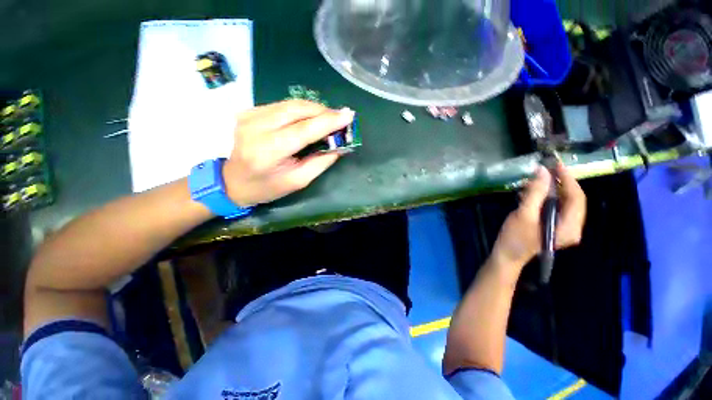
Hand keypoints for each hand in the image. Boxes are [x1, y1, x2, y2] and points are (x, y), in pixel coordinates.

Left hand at [222, 100, 354, 206]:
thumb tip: (338, 146)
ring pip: (290, 103)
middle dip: (323, 111)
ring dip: (313, 109)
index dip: (328, 121)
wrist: (233, 181)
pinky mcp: (249, 111)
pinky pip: (282, 105)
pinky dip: (300, 110)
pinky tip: (308, 118)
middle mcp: (256, 127)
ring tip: (328, 118)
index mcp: (268, 151)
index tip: (348, 115)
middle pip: (297, 109)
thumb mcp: (298, 181)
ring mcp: (249, 116)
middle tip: (340, 117)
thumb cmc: (267, 187)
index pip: (303, 130)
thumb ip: (320, 163)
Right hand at [490, 163, 586, 279]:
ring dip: (551, 190)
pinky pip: (556, 208)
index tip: (556, 165)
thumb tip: (543, 171)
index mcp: (569, 226)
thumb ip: (535, 193)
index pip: (577, 198)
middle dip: (559, 183)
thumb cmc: (515, 237)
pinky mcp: (555, 227)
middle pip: (573, 199)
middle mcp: (572, 227)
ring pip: (564, 203)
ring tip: (534, 182)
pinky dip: (546, 198)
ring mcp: (564, 228)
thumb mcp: (524, 214)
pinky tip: (531, 193)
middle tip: (545, 171)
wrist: (508, 256)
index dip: (568, 180)